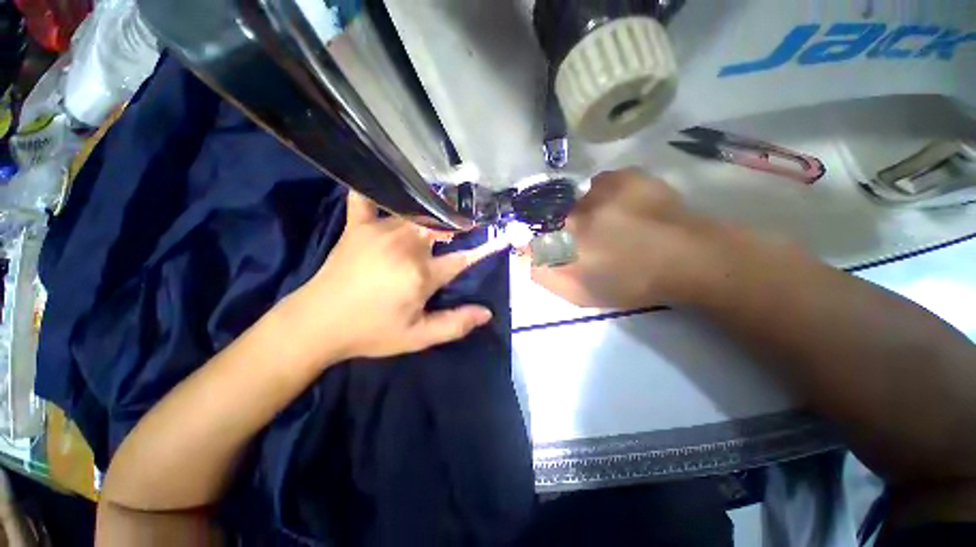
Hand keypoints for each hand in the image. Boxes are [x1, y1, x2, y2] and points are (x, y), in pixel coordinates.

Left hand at [289, 191, 501, 361]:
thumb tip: (486, 313)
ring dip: (432, 212)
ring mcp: (380, 231)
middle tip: (467, 224)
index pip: (460, 259)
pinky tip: (385, 181)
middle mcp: (405, 245)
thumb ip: (454, 324)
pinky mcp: (358, 226)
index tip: (493, 242)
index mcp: (421, 273)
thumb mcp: (417, 337)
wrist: (316, 324)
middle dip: (457, 227)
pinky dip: (375, 188)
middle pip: (440, 228)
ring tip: (444, 208)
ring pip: (416, 212)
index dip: (478, 253)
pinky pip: (366, 198)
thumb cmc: (371, 331)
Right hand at [531, 168, 722, 307]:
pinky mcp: (626, 175)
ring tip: (610, 226)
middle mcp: (575, 208)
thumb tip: (523, 254)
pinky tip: (624, 210)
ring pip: (578, 198)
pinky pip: (602, 184)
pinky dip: (607, 196)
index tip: (552, 247)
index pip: (533, 232)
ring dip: (586, 211)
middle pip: (555, 214)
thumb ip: (544, 273)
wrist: (689, 260)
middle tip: (590, 241)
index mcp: (563, 237)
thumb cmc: (631, 283)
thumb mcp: (579, 292)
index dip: (537, 239)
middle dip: (564, 227)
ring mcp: (601, 188)